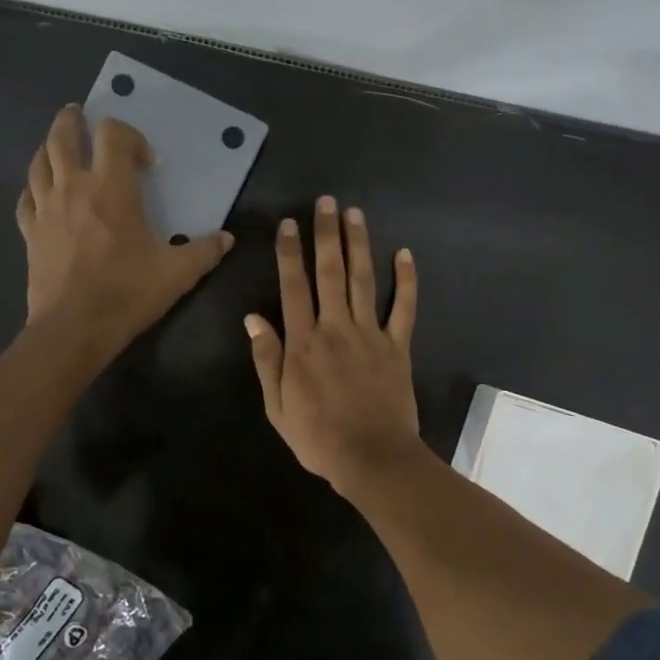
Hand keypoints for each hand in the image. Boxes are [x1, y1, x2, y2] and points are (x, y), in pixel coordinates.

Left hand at [16, 106, 232, 354]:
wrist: (74, 328)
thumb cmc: (128, 293)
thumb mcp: (178, 273)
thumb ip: (205, 251)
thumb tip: (227, 238)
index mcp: (111, 188)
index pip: (112, 135)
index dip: (130, 136)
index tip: (145, 163)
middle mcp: (73, 187)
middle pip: (63, 135)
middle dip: (73, 121)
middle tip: (81, 117)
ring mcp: (45, 208)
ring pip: (39, 161)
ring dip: (49, 147)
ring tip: (60, 148)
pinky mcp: (29, 232)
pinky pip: (26, 198)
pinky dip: (35, 187)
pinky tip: (42, 194)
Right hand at [245, 196, 420, 492]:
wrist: (372, 458)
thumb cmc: (318, 437)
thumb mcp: (277, 406)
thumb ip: (267, 359)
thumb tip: (252, 318)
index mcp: (303, 343)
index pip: (293, 287)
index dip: (290, 253)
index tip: (290, 224)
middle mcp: (336, 328)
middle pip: (329, 272)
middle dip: (326, 234)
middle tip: (326, 202)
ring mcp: (370, 334)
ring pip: (363, 280)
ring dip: (359, 245)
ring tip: (355, 214)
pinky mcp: (398, 346)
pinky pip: (404, 308)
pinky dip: (406, 281)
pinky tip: (405, 254)